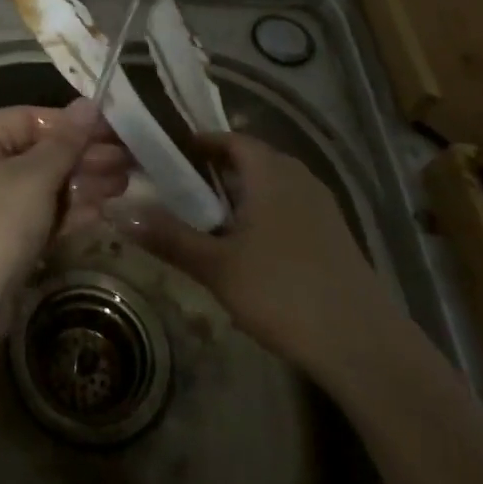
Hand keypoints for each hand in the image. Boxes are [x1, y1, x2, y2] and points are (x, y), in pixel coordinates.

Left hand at [0, 100, 128, 313]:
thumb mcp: (36, 178)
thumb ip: (66, 141)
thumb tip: (89, 104)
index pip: (31, 118)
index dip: (75, 124)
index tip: (117, 131)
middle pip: (39, 150)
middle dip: (84, 157)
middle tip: (129, 162)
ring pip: (42, 182)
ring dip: (82, 183)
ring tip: (125, 185)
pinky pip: (37, 211)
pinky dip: (66, 210)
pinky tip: (102, 211)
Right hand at [111, 132, 390, 373]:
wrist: (364, 345)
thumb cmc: (283, 292)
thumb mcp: (216, 266)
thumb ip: (167, 237)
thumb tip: (118, 212)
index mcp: (271, 172)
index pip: (230, 139)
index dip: (198, 143)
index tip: (167, 155)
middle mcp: (299, 178)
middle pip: (251, 160)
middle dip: (215, 170)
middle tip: (179, 189)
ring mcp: (322, 207)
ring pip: (272, 186)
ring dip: (240, 195)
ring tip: (207, 220)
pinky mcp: (335, 236)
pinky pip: (289, 209)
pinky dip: (263, 215)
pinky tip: (248, 250)